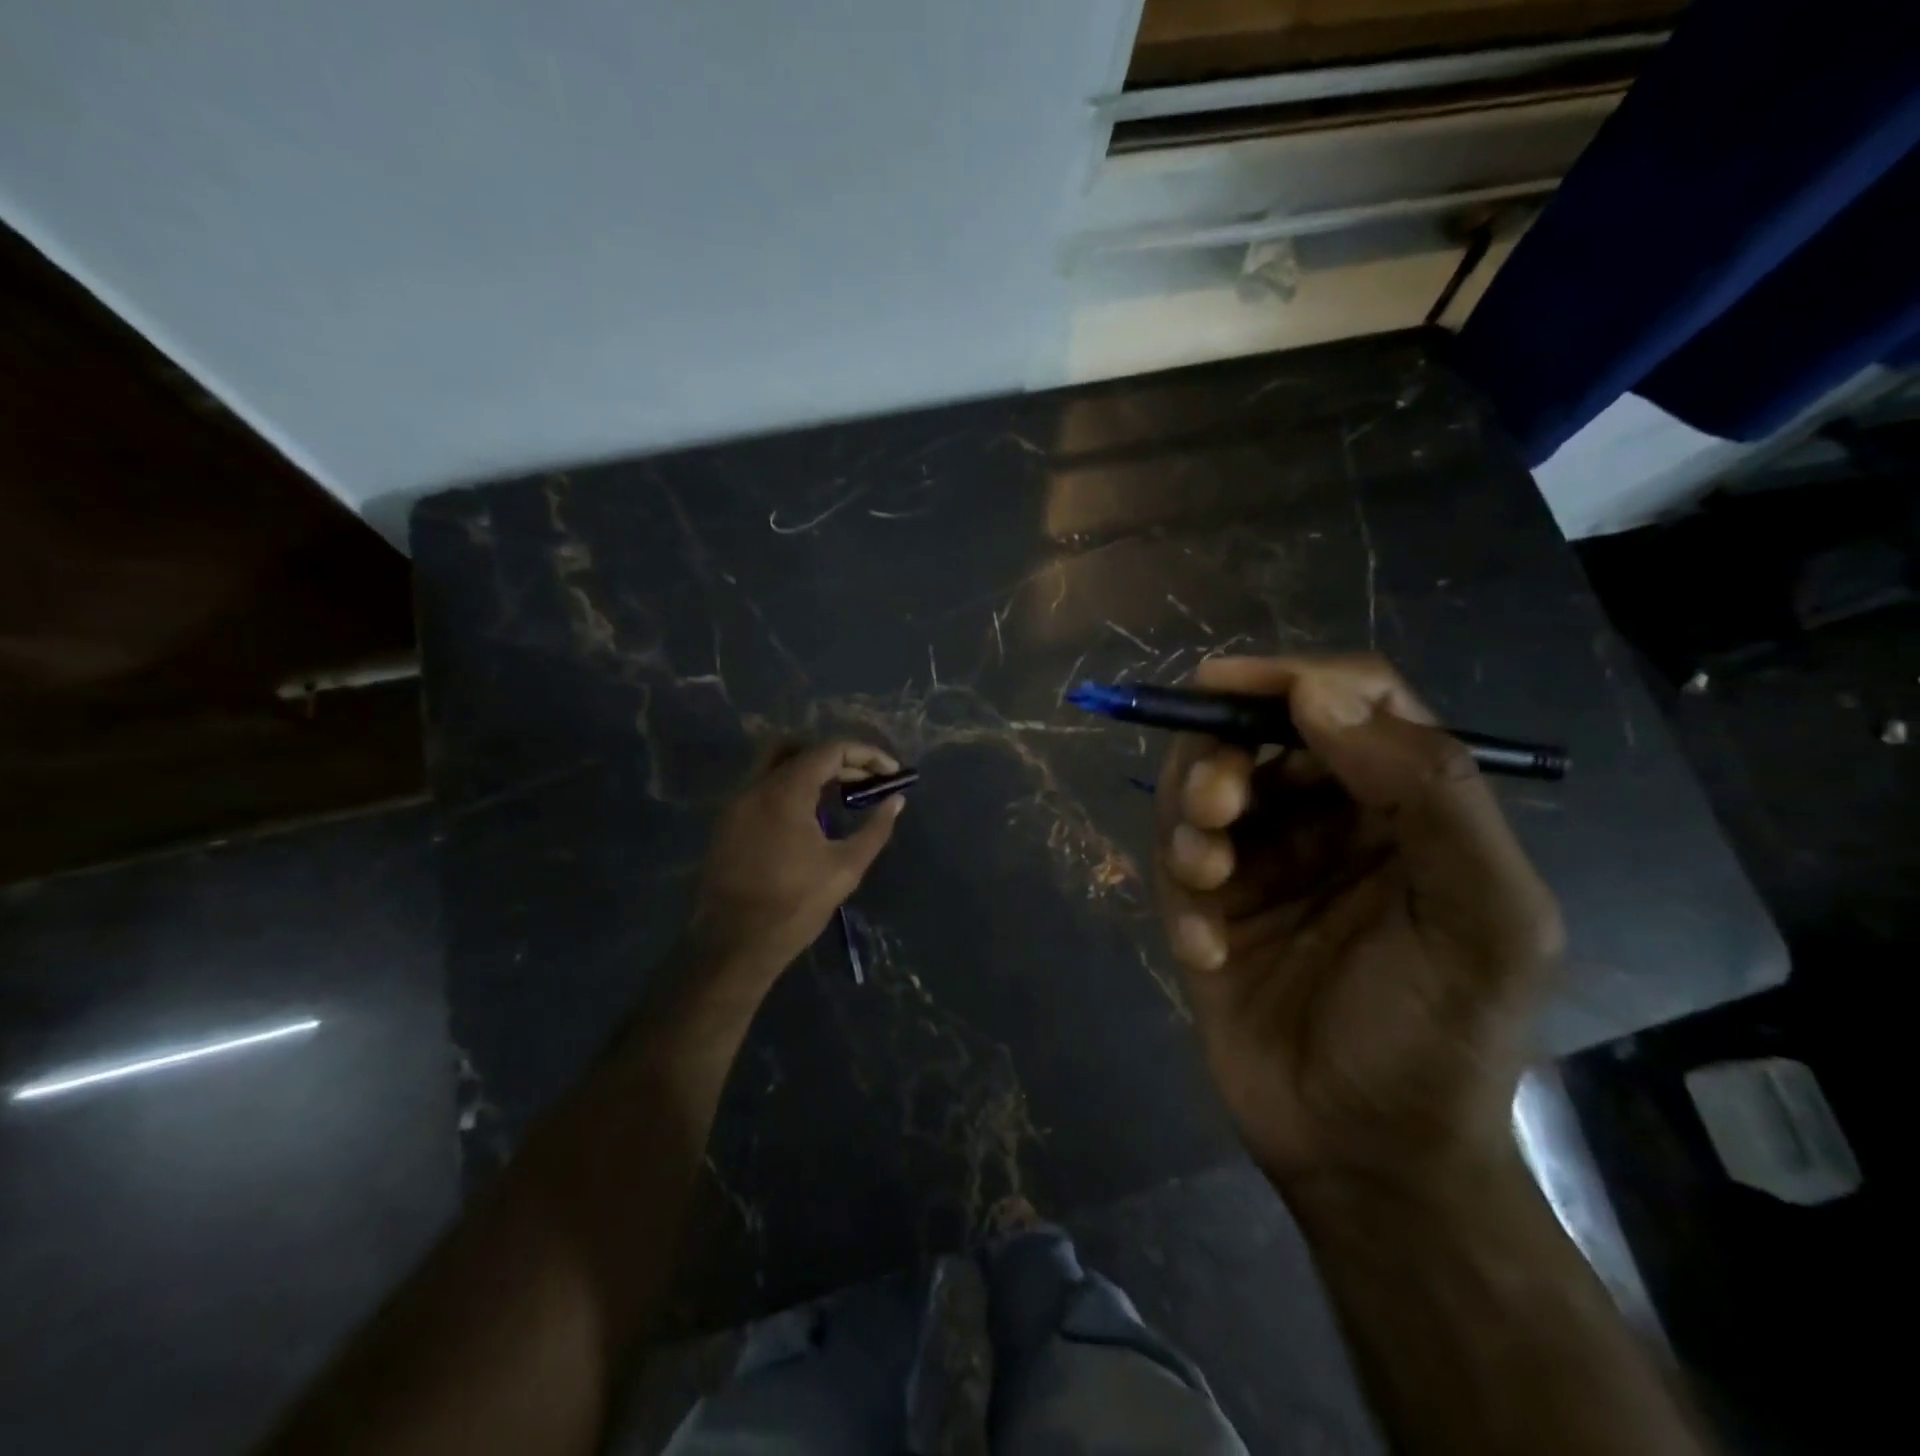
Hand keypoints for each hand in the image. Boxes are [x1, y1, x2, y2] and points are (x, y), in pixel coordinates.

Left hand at [686, 740, 905, 986]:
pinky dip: (790, 788)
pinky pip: (762, 789)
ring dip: (811, 771)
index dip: (866, 754)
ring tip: (841, 795)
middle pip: (797, 747)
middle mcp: (755, 787)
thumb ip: (875, 829)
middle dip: (836, 756)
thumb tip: (896, 801)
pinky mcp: (727, 824)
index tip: (891, 772)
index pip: (829, 749)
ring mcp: (736, 805)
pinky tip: (811, 817)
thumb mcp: (845, 868)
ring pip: (775, 766)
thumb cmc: (794, 906)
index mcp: (784, 792)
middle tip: (864, 779)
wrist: (733, 945)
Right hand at [1155, 655, 1562, 1198]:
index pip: (1352, 700)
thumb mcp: (1483, 920)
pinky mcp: (1204, 903)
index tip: (1224, 685)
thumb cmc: (1439, 1038)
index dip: (1290, 677)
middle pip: (1257, 733)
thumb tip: (1320, 691)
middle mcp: (1329, 816)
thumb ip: (1431, 794)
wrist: (1364, 1157)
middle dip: (1220, 754)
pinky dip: (1181, 896)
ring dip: (1190, 819)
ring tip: (1206, 879)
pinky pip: (1172, 862)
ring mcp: (1261, 858)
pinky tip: (1206, 952)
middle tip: (1214, 806)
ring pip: (1200, 787)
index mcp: (1406, 802)